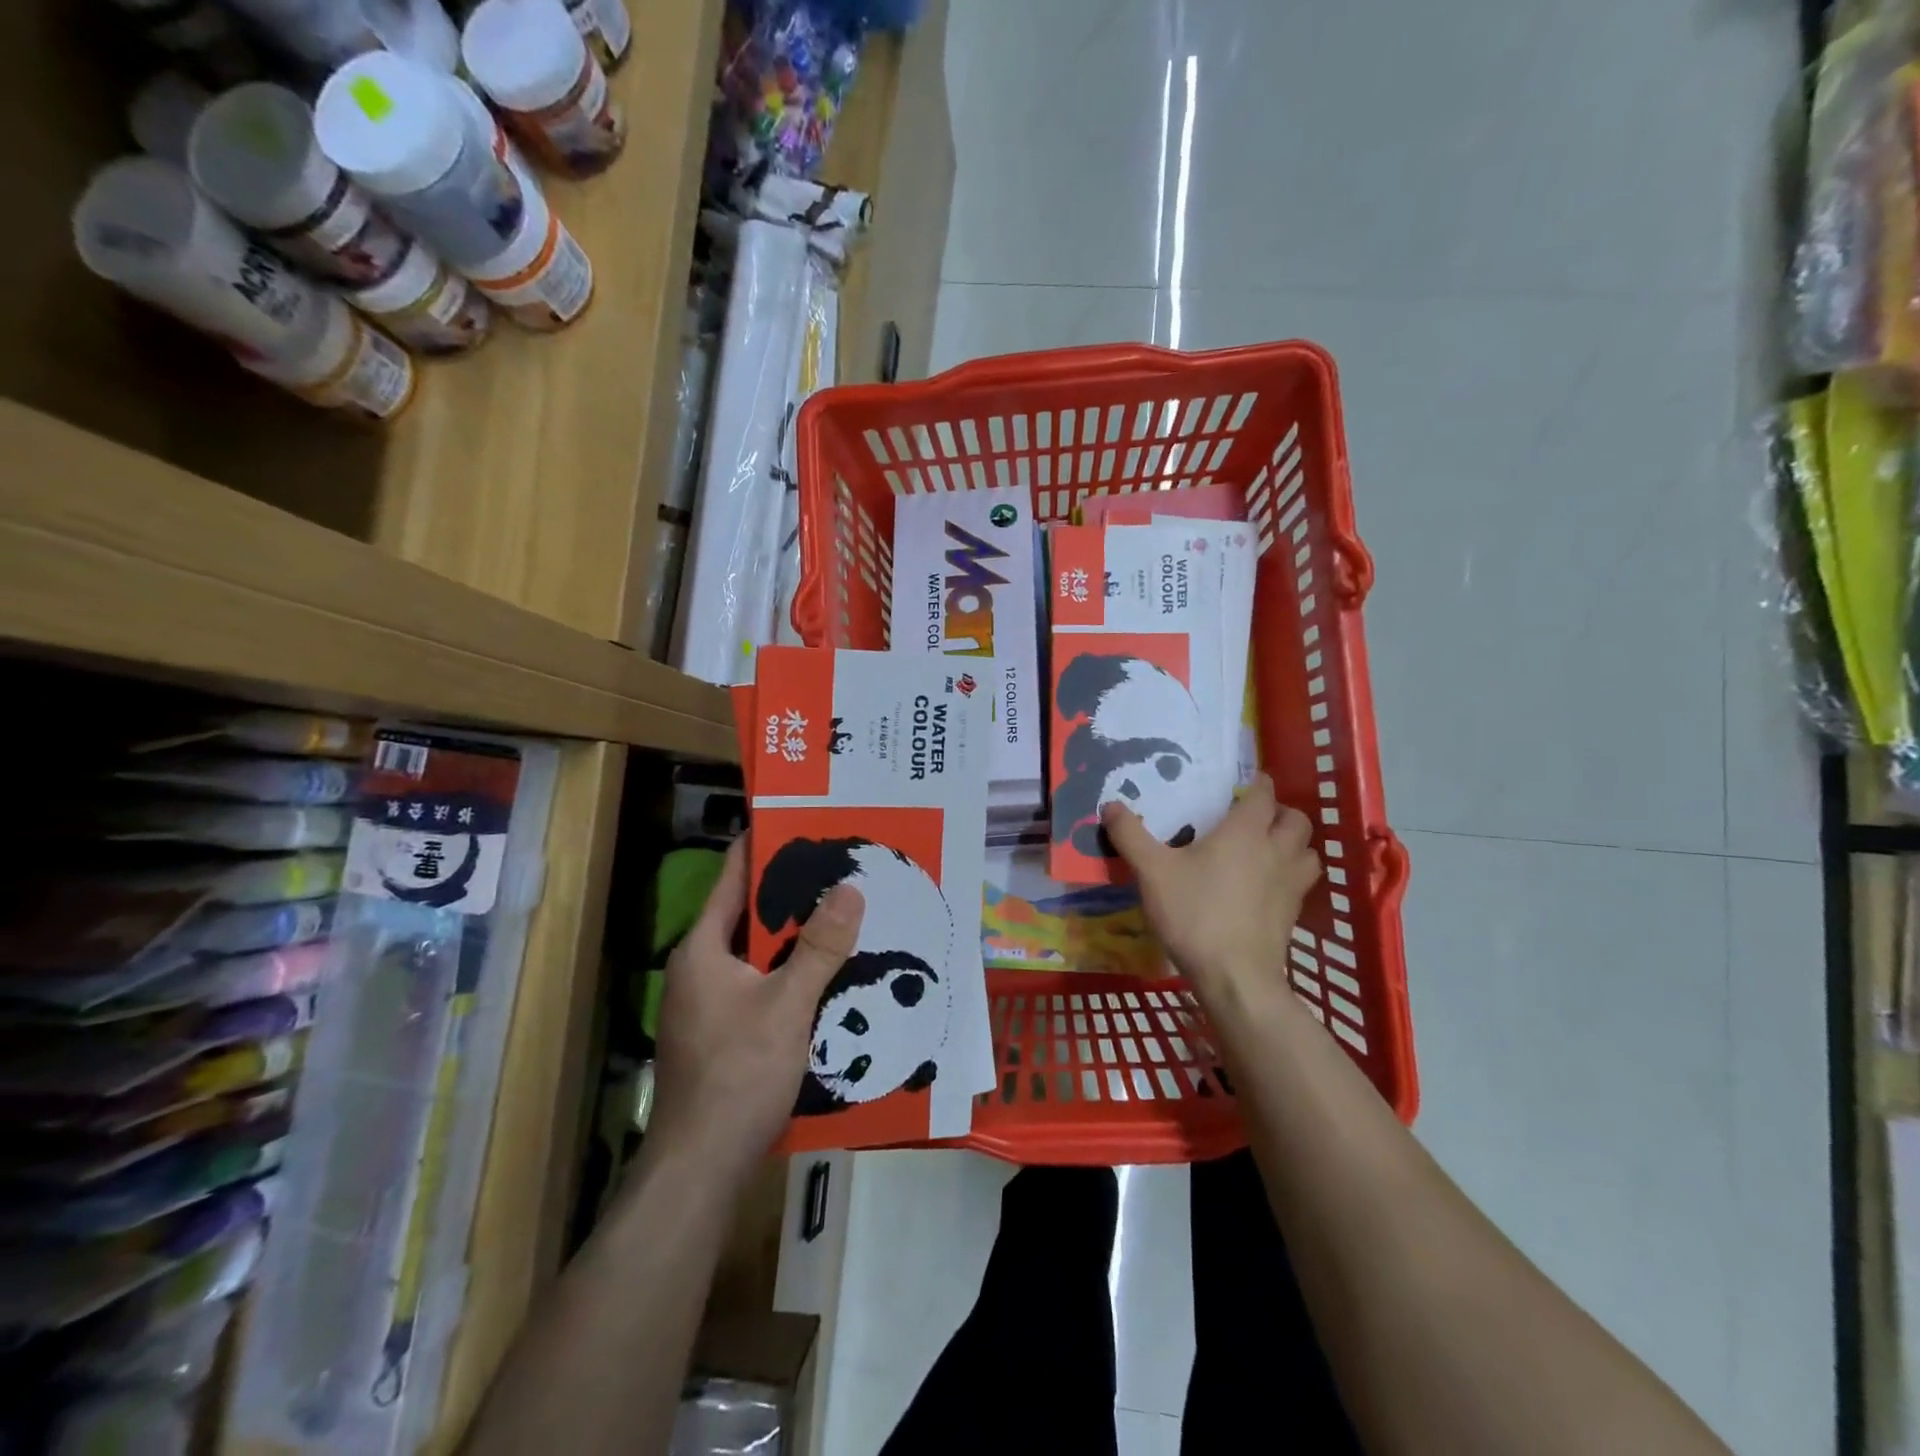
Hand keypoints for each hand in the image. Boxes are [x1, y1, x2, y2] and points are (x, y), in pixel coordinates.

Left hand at [650, 840, 863, 1181]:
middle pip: (750, 914)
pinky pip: (763, 984)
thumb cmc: (738, 1074)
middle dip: (795, 893)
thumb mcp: (787, 1005)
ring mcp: (710, 1003)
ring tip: (847, 912)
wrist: (701, 1168)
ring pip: (759, 953)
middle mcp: (701, 968)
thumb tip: (850, 888)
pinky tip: (831, 972)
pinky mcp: (724, 1032)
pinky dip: (793, 972)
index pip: (734, 877)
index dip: (766, 846)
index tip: (806, 822)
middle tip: (844, 868)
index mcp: (703, 949)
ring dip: (798, 936)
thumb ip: (820, 946)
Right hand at [1102, 773, 1319, 1000]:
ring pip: (1308, 850)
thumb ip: (1131, 836)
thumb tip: (1110, 805)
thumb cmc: (1195, 915)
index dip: (1256, 783)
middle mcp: (1276, 850)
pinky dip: (1291, 874)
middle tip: (1253, 818)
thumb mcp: (1152, 872)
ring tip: (1267, 849)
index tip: (1241, 784)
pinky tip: (1267, 886)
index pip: (1264, 793)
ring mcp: (1291, 883)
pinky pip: (1303, 881)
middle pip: (1296, 819)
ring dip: (1294, 843)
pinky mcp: (1294, 913)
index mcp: (1246, 832)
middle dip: (1279, 812)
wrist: (1235, 977)